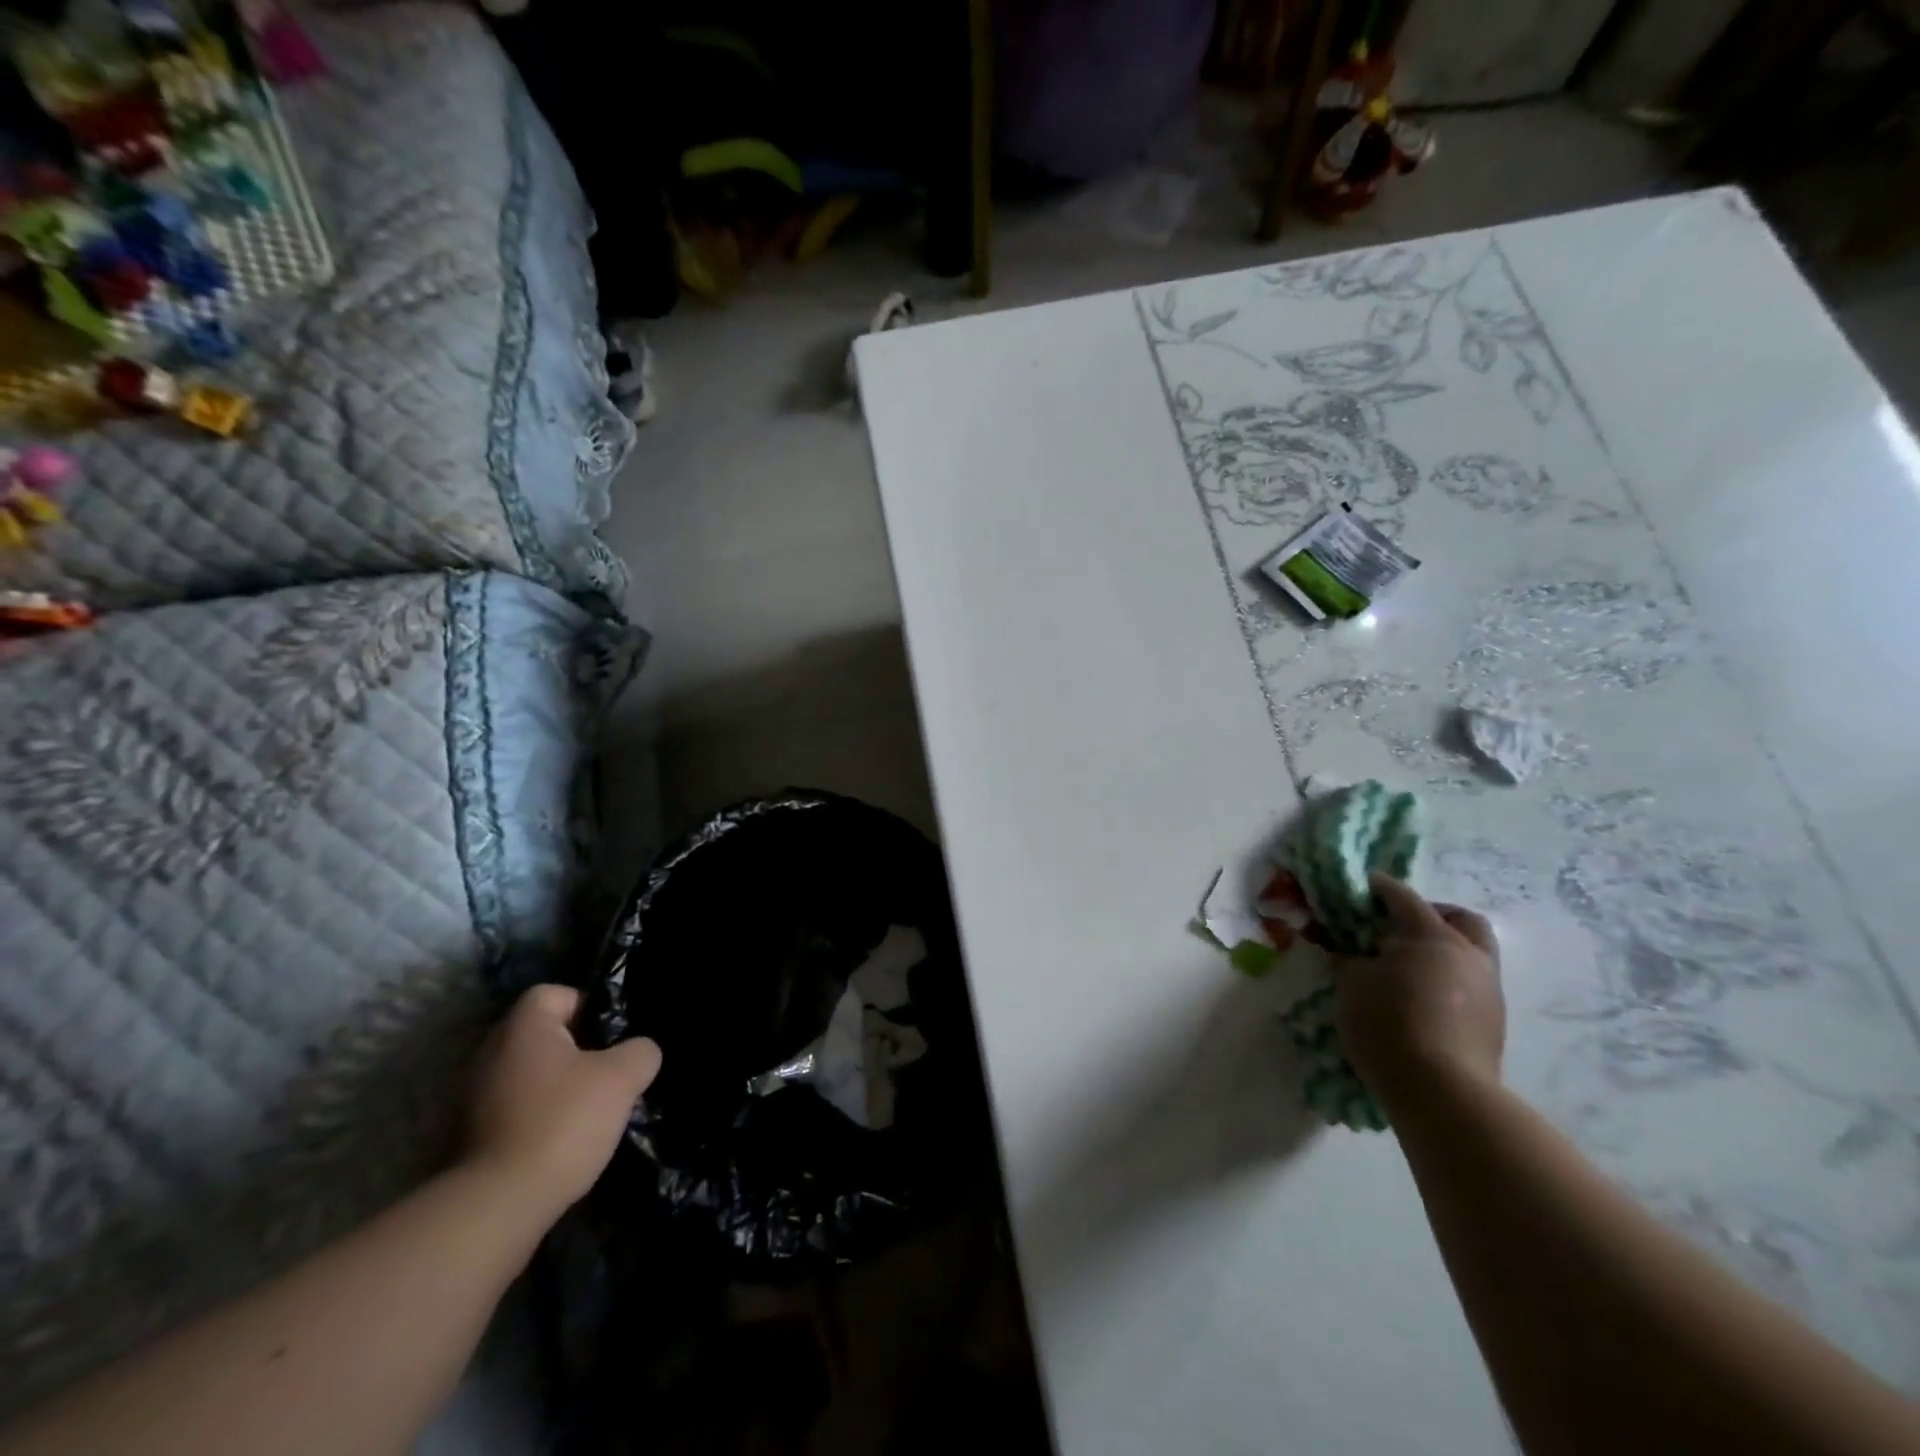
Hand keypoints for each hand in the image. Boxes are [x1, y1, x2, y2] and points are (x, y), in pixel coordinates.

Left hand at [464, 985, 661, 1217]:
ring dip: (556, 1085)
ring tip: (588, 1110)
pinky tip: (562, 1140)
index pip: (554, 993)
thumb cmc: (562, 1122)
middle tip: (608, 1071)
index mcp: (522, 1027)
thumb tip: (639, 1050)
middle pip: (541, 1034)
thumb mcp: (622, 1078)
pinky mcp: (468, 1137)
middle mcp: (489, 1053)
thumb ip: (640, 1051)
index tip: (611, 1036)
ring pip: (527, 1073)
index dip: (587, 1007)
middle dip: (576, 1049)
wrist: (497, 1206)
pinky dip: (536, 1116)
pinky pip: (513, 1108)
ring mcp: (472, 1097)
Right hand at [1333, 874, 1503, 1107]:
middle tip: (1402, 925)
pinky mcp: (1495, 1024)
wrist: (1442, 1092)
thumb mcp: (1351, 983)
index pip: (1403, 898)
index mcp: (1432, 936)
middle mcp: (1469, 955)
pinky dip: (1448, 980)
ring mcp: (1489, 991)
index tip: (1366, 883)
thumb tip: (1357, 954)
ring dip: (1444, 951)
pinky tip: (1422, 997)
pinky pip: (1471, 986)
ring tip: (1409, 966)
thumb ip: (1354, 959)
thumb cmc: (1388, 1024)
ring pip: (1472, 954)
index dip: (1382, 887)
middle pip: (1461, 919)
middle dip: (1434, 914)